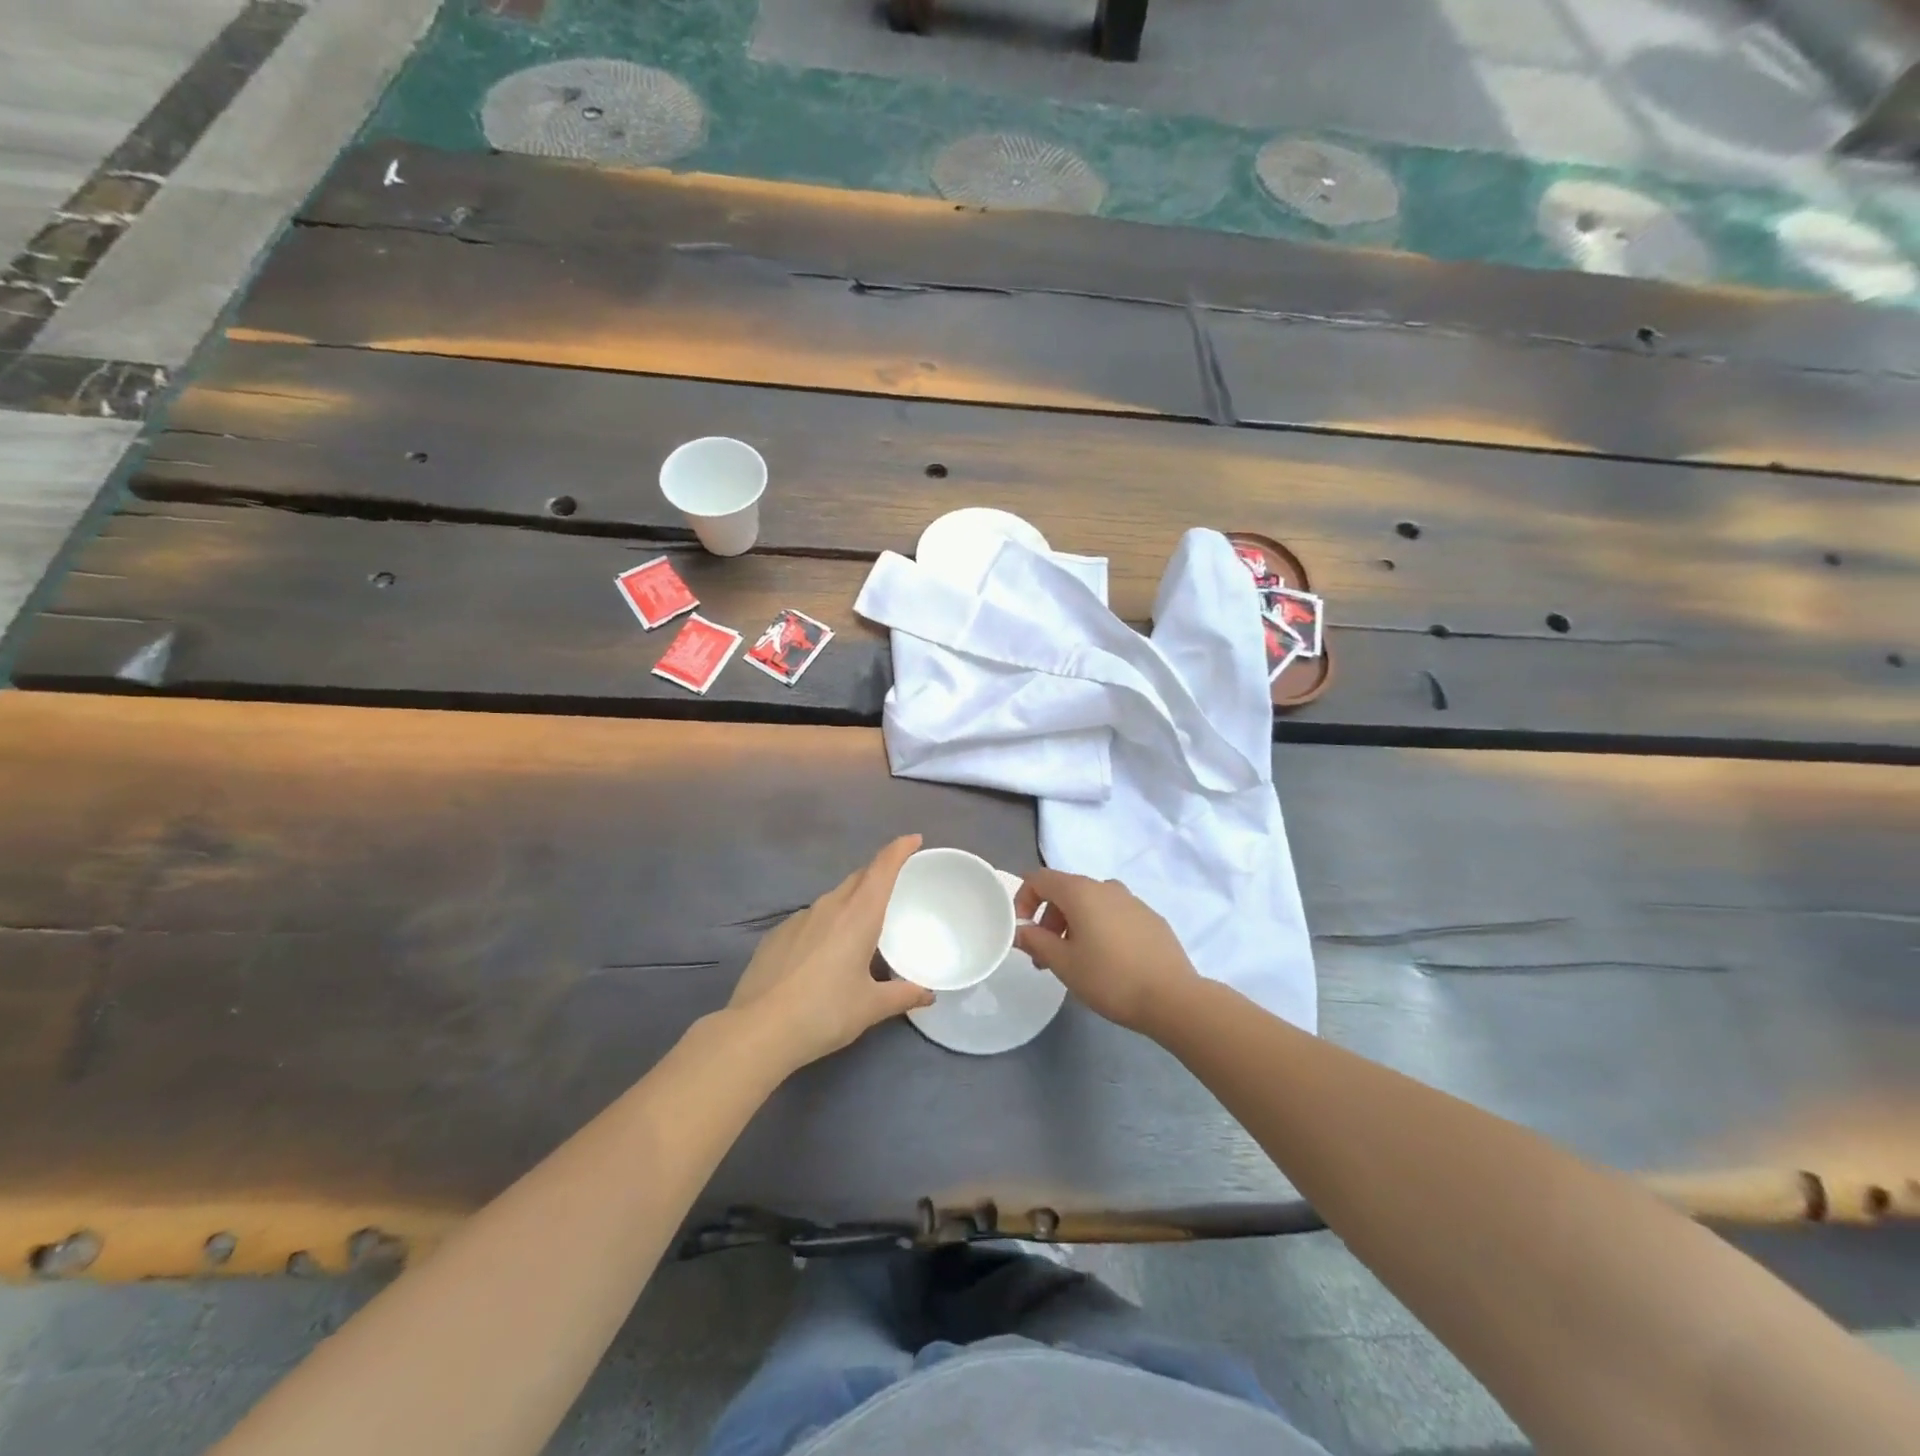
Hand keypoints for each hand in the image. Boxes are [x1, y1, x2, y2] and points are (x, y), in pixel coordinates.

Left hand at [728, 835, 933, 1070]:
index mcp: (859, 915)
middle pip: (858, 878)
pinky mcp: (776, 934)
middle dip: (878, 874)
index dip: (899, 849)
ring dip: (851, 903)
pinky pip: (810, 919)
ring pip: (833, 899)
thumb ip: (903, 995)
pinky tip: (823, 953)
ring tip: (861, 927)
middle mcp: (830, 906)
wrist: (759, 1030)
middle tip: (895, 886)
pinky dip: (825, 925)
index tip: (913, 839)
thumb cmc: (825, 1012)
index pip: (882, 868)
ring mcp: (799, 918)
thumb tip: (928, 995)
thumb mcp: (870, 1007)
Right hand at [1014, 868, 1199, 1033]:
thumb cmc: (1110, 978)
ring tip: (1075, 961)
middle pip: (1065, 891)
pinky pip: (1114, 914)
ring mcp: (1132, 900)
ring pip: (1091, 903)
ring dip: (1073, 925)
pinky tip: (1107, 961)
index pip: (1040, 879)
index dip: (1023, 899)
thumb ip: (1036, 941)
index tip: (1022, 930)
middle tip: (1045, 956)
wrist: (1172, 997)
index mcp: (1080, 891)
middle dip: (1048, 918)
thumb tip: (1020, 930)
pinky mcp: (1150, 918)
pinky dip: (1100, 928)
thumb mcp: (1063, 963)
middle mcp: (1106, 887)